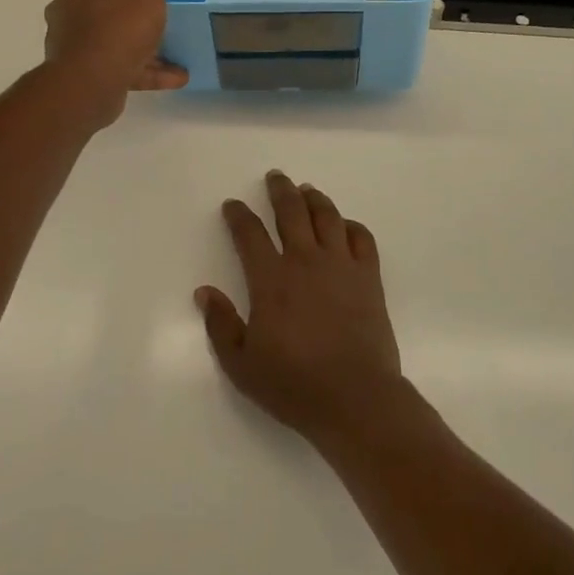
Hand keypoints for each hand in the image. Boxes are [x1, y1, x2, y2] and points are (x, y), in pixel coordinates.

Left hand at [43, 0, 187, 124]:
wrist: (91, 80)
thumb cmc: (121, 27)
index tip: (159, 5)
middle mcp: (72, 11)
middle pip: (116, 15)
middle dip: (143, 26)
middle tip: (168, 35)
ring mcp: (75, 45)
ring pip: (119, 45)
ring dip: (149, 55)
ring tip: (180, 67)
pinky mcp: (82, 74)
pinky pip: (119, 68)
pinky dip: (144, 73)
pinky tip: (173, 80)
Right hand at [195, 171, 407, 448]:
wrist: (356, 398)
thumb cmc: (293, 384)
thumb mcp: (242, 364)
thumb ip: (220, 324)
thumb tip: (204, 291)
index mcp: (271, 279)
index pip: (250, 234)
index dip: (239, 215)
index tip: (233, 205)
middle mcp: (305, 261)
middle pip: (292, 212)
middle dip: (280, 190)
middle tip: (275, 177)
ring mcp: (341, 266)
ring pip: (327, 217)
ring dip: (315, 199)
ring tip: (307, 190)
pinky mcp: (369, 277)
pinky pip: (362, 238)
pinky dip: (351, 225)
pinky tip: (344, 225)